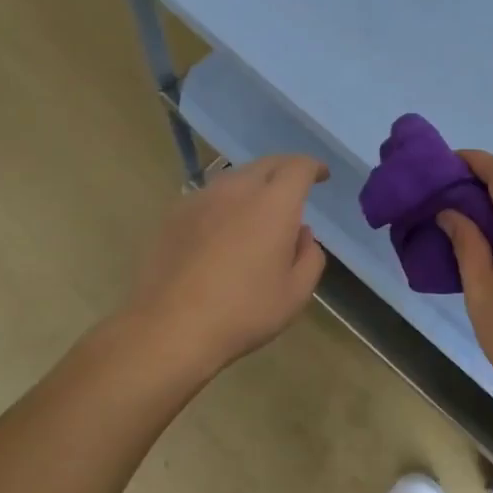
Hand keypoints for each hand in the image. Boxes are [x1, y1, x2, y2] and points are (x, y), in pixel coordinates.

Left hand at [127, 155, 328, 377]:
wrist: (170, 328)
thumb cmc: (243, 312)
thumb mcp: (296, 293)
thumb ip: (309, 256)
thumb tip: (301, 234)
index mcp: (273, 204)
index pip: (298, 167)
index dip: (314, 167)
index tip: (322, 175)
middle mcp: (237, 190)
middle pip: (266, 164)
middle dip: (285, 170)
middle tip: (295, 188)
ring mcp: (201, 199)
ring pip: (235, 178)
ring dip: (254, 185)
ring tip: (259, 210)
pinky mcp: (174, 215)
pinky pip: (209, 197)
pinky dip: (226, 203)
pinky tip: (224, 229)